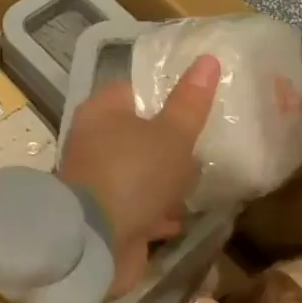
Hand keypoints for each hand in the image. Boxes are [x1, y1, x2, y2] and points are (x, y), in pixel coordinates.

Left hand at [59, 54, 218, 295]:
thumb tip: (208, 59)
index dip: (166, 95)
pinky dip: (157, 212)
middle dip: (170, 146)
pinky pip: (137, 206)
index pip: (135, 90)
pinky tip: (179, 219)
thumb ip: (190, 103)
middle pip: (139, 134)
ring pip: (140, 172)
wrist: (96, 243)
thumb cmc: (133, 175)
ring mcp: (96, 181)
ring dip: (166, 182)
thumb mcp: (172, 135)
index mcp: (101, 112)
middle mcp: (93, 142)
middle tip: (202, 150)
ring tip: (195, 185)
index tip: (197, 107)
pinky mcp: (104, 216)